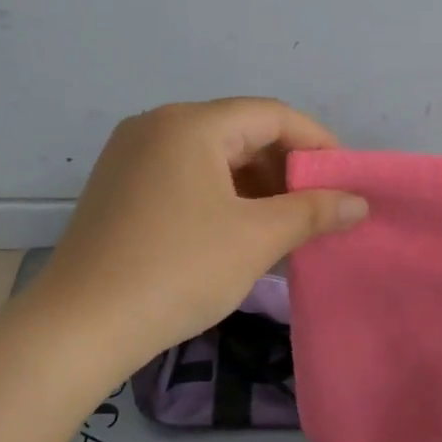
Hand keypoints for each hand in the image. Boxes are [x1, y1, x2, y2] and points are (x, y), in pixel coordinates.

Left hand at [35, 99, 367, 370]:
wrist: (81, 326)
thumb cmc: (178, 271)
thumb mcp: (256, 239)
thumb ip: (314, 212)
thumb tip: (359, 202)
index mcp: (190, 124)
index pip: (272, 115)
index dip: (317, 143)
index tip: (345, 179)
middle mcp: (156, 126)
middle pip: (240, 132)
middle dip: (285, 168)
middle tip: (317, 208)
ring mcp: (130, 155)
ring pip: (212, 157)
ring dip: (255, 185)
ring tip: (283, 225)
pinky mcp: (118, 187)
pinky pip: (184, 176)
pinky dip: (221, 196)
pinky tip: (238, 232)